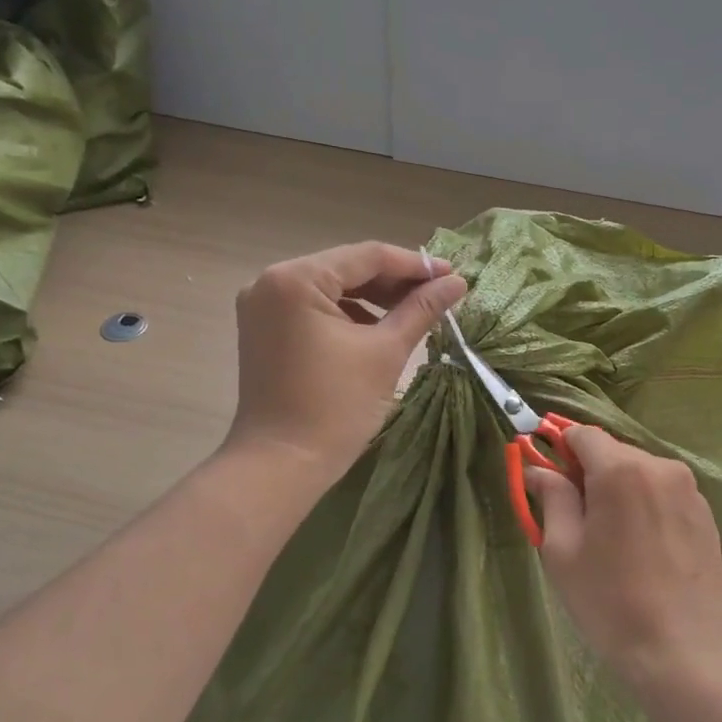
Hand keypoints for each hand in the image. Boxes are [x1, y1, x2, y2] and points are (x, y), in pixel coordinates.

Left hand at [228, 242, 465, 474]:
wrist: (282, 465)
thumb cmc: (335, 406)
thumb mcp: (385, 351)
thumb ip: (421, 309)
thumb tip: (457, 283)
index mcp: (295, 279)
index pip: (366, 256)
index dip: (415, 265)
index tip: (453, 277)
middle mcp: (271, 282)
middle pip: (347, 269)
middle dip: (395, 282)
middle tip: (439, 296)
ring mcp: (263, 307)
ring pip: (332, 289)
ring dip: (374, 299)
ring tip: (416, 313)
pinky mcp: (266, 330)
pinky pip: (315, 309)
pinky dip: (349, 315)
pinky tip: (380, 329)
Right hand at [523, 427, 721, 689]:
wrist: (683, 650)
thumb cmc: (610, 601)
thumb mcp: (563, 551)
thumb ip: (551, 497)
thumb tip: (536, 469)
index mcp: (621, 470)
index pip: (582, 434)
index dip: (560, 449)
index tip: (550, 479)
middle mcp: (660, 465)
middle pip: (612, 450)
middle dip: (589, 471)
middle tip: (577, 516)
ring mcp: (688, 487)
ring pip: (639, 470)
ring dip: (619, 487)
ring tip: (612, 535)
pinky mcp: (705, 511)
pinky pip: (663, 490)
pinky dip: (646, 502)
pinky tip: (642, 545)